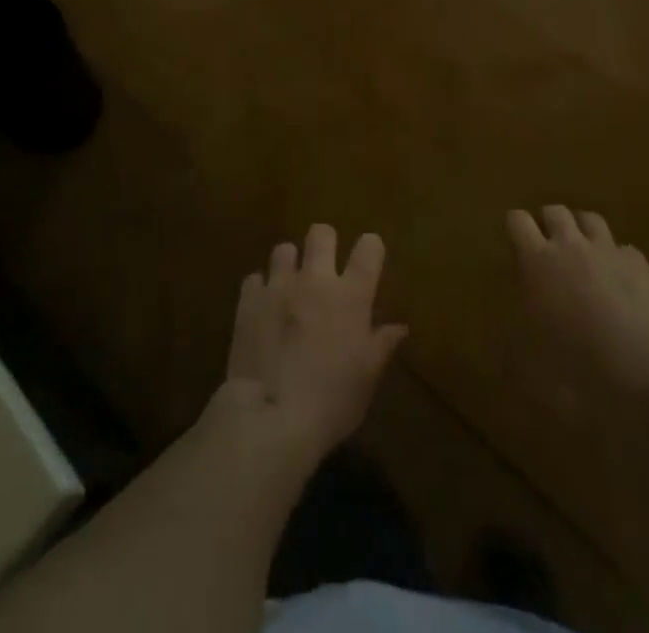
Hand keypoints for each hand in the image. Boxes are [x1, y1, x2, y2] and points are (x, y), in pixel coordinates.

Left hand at [221, 225, 407, 461]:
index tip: (368, 260)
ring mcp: (279, 285)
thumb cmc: (331, 401)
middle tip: (324, 269)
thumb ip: (382, 345)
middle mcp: (315, 279)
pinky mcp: (249, 299)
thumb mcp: (367, 378)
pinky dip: (261, 290)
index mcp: (350, 295)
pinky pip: (255, 279)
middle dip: (324, 244)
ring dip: (290, 265)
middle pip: (321, 233)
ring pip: (284, 249)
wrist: (271, 417)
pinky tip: (264, 309)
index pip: (369, 248)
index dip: (371, 248)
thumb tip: (399, 327)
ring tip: (290, 287)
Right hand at [507, 206, 648, 382]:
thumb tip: (509, 348)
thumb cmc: (577, 367)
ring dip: (582, 230)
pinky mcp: (641, 265)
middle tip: (548, 245)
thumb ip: (515, 346)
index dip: (514, 226)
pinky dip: (617, 257)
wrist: (645, 372)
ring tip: (582, 250)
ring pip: (591, 219)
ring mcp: (608, 251)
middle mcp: (571, 245)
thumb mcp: (530, 365)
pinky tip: (620, 277)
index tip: (514, 239)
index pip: (517, 220)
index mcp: (537, 261)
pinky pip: (624, 249)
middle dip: (548, 222)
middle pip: (555, 211)